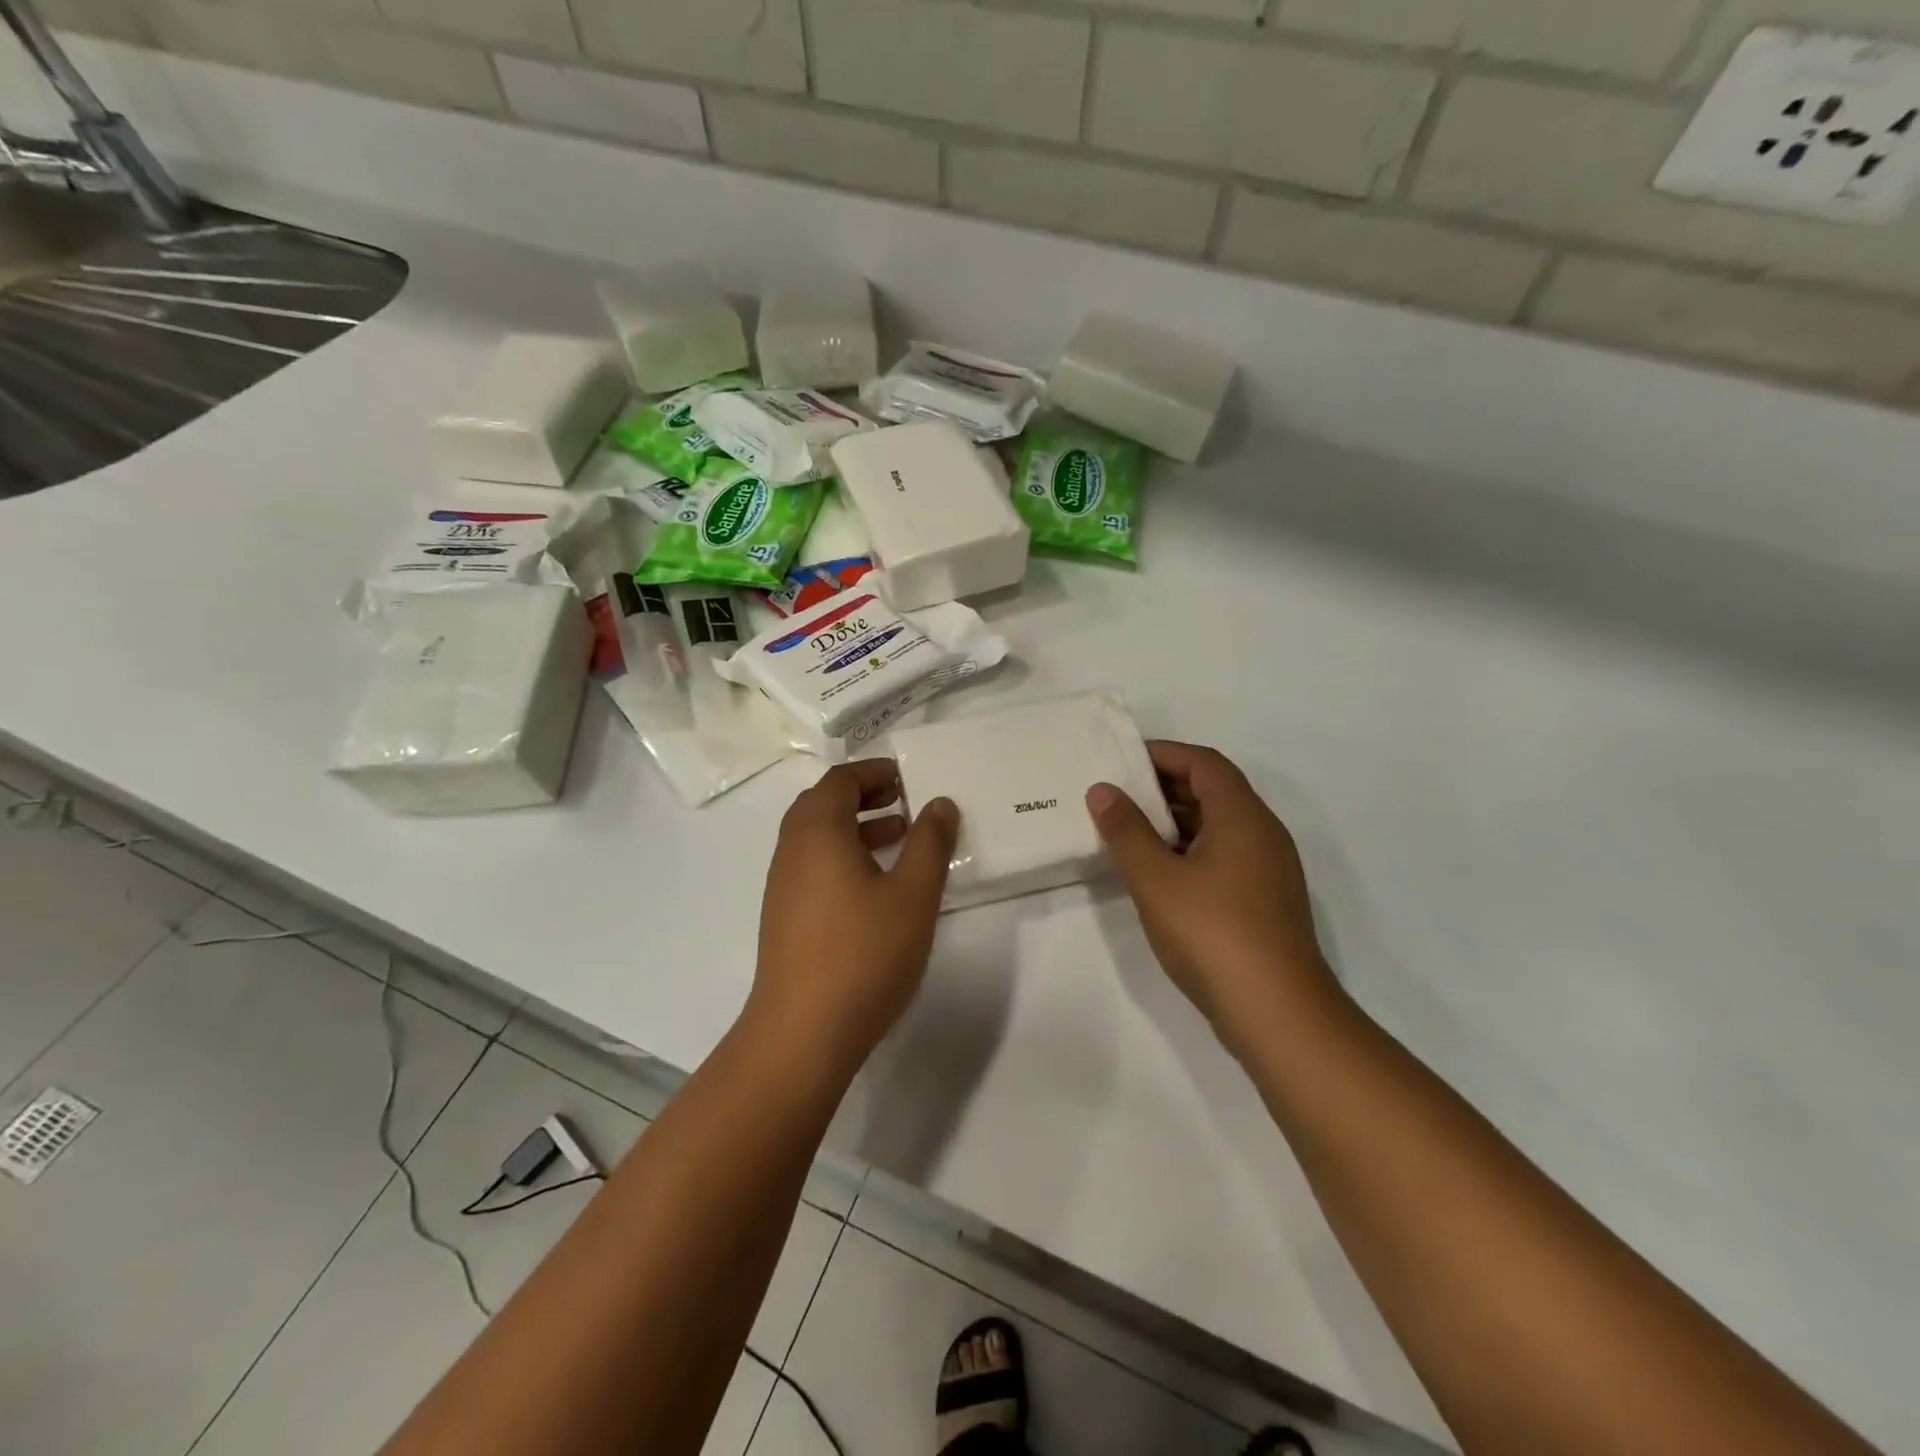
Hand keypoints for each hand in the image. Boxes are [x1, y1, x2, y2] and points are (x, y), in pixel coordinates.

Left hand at [753, 759, 959, 1070]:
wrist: (802, 1033)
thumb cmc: (864, 954)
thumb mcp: (913, 895)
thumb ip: (930, 843)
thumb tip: (940, 803)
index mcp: (818, 833)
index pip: (840, 780)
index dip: (874, 772)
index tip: (908, 778)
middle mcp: (792, 850)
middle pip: (822, 803)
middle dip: (863, 795)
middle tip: (903, 801)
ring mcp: (782, 885)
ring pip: (816, 836)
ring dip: (854, 826)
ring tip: (898, 838)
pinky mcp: (784, 916)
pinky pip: (812, 865)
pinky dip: (842, 855)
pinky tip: (875, 885)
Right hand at [1087, 742, 1338, 1049]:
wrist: (1277, 1013)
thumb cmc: (1212, 933)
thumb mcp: (1156, 878)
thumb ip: (1126, 831)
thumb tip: (1103, 790)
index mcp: (1242, 816)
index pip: (1203, 763)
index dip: (1164, 754)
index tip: (1121, 761)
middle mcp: (1262, 834)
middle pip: (1213, 791)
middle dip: (1164, 787)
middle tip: (1117, 796)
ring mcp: (1268, 870)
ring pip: (1217, 827)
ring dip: (1174, 823)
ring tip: (1127, 832)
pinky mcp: (1263, 902)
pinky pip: (1223, 857)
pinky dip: (1188, 852)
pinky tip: (1157, 875)